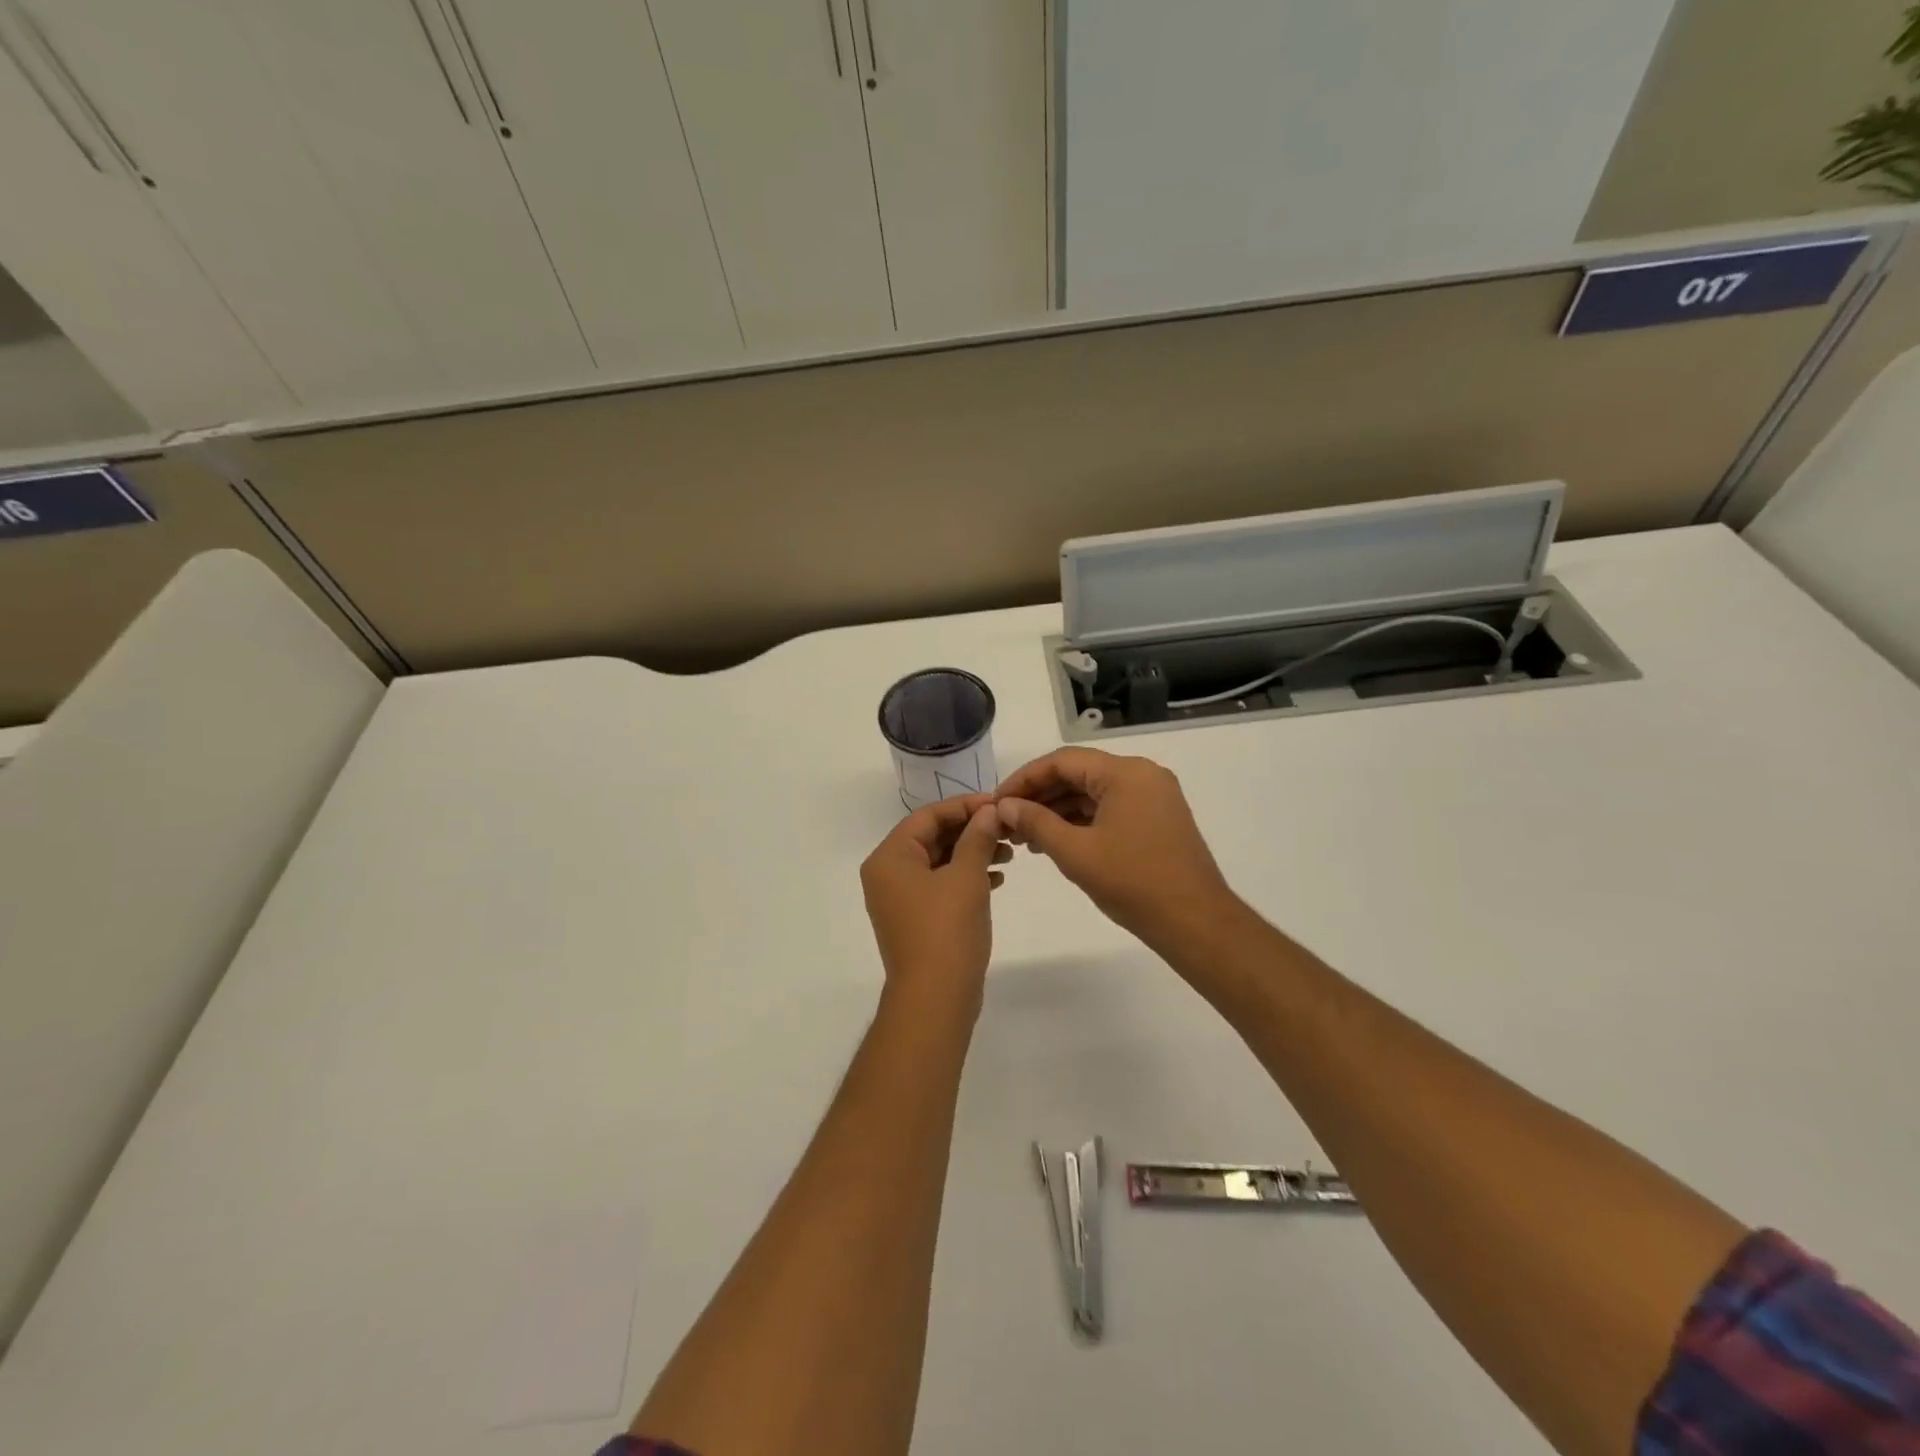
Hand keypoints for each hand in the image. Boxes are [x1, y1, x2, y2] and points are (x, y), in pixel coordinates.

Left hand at [860, 795, 1010, 1018]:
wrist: (934, 998)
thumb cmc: (947, 930)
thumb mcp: (966, 877)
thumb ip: (977, 838)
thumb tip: (988, 812)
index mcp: (890, 858)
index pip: (927, 816)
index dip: (964, 806)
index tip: (997, 805)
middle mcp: (887, 874)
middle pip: (931, 837)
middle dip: (970, 830)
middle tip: (1006, 828)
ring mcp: (899, 899)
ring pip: (938, 862)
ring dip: (972, 853)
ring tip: (1008, 853)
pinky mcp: (915, 919)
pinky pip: (939, 885)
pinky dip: (965, 878)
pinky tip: (997, 878)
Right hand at [994, 748, 1237, 952]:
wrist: (1195, 921)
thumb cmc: (1133, 883)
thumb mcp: (1075, 852)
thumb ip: (1036, 822)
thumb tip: (1004, 806)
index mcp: (1125, 773)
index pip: (1062, 761)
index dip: (1024, 779)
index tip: (997, 802)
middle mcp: (1142, 775)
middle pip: (1078, 773)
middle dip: (1040, 796)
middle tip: (1006, 822)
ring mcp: (1153, 797)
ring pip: (1093, 793)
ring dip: (1058, 811)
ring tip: (1024, 838)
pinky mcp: (1157, 818)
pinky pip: (1110, 808)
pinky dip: (1081, 821)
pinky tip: (1055, 842)